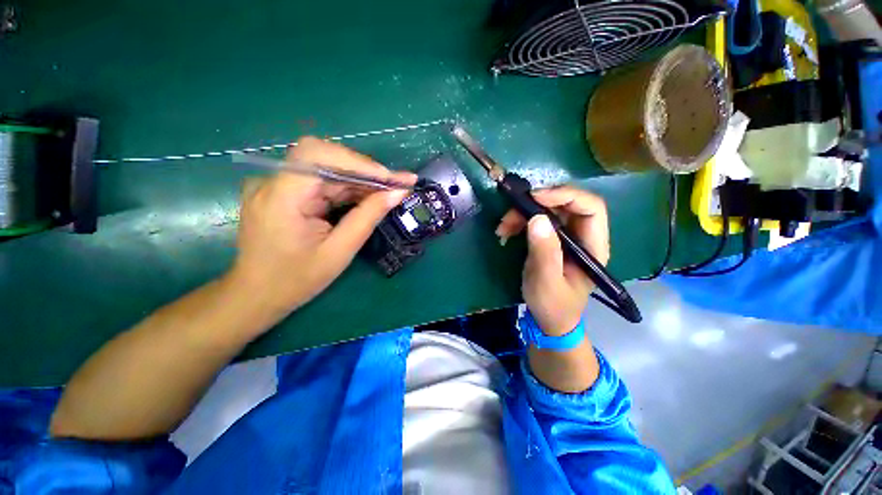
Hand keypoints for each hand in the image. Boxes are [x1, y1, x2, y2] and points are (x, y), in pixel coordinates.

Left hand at [228, 137, 415, 317]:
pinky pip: (320, 181)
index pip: (319, 155)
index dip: (359, 162)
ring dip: (359, 180)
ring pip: (326, 168)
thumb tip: (398, 192)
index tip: (391, 179)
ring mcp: (276, 185)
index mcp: (281, 197)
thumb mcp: (340, 251)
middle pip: (325, 158)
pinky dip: (347, 188)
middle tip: (395, 186)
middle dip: (365, 171)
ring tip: (387, 193)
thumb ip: (368, 217)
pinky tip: (365, 198)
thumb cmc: (297, 280)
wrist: (256, 295)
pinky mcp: (282, 192)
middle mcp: (273, 182)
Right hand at [495, 186, 609, 335]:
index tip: (535, 198)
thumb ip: (544, 253)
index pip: (591, 207)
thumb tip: (537, 219)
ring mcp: (566, 237)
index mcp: (593, 246)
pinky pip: (536, 220)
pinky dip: (519, 221)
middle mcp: (583, 236)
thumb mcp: (546, 283)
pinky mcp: (551, 239)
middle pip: (567, 204)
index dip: (565, 196)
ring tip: (503, 227)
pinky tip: (505, 232)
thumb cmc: (553, 306)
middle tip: (511, 212)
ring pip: (548, 210)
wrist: (549, 319)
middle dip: (537, 204)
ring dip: (523, 213)